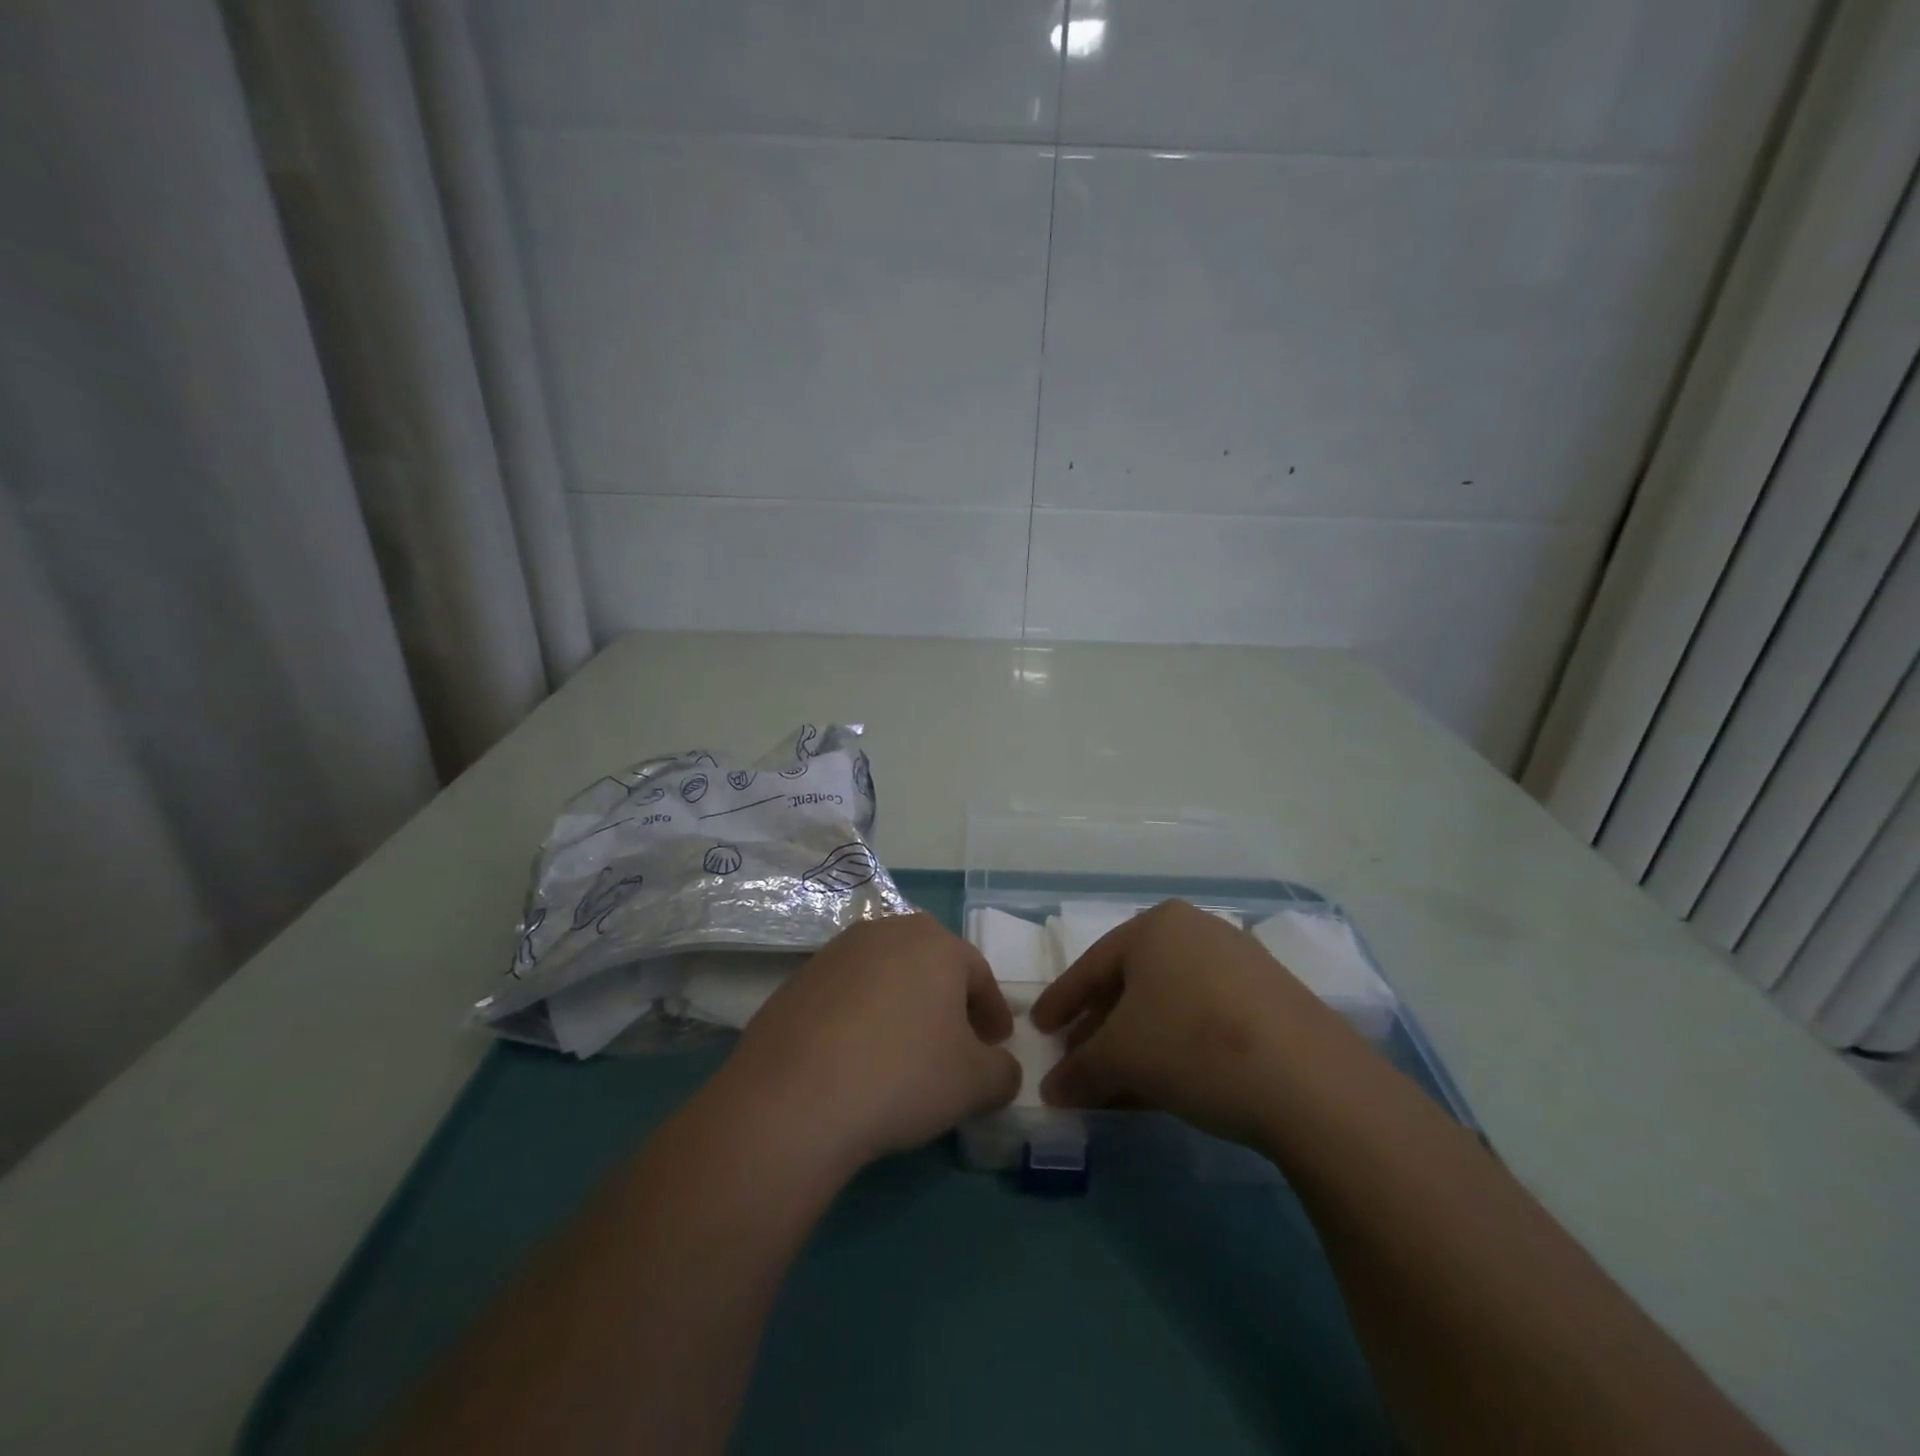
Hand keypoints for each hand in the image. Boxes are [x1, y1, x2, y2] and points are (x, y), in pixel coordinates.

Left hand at [716, 914, 1021, 1175]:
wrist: (794, 1097)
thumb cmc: (902, 1076)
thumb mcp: (974, 1084)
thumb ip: (1002, 1072)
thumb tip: (1001, 1069)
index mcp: (936, 943)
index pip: (978, 974)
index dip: (992, 1013)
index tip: (996, 1046)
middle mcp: (887, 932)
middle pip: (931, 965)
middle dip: (948, 1002)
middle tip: (956, 1044)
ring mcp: (837, 952)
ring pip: (887, 976)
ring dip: (903, 1006)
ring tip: (904, 1052)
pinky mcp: (799, 979)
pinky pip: (847, 995)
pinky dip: (862, 1018)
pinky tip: (857, 1058)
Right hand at [1030, 899, 1360, 1146]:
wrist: (1312, 1083)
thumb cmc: (1195, 1046)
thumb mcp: (1122, 1059)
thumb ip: (1079, 1070)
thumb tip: (1052, 1090)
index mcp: (1155, 926)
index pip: (1091, 966)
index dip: (1061, 1001)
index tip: (1039, 1029)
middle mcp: (1196, 931)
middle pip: (1131, 983)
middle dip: (1100, 1027)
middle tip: (1077, 1060)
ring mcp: (1239, 962)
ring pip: (1168, 1003)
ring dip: (1137, 1043)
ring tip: (1117, 1084)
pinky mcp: (1271, 997)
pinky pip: (1203, 1016)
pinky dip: (1175, 1046)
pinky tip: (1165, 1084)